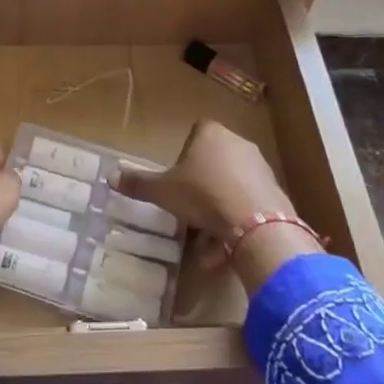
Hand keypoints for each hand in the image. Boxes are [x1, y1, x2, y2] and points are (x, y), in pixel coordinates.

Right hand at [116, 120, 290, 240]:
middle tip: (187, 212)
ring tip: (205, 243)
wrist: (257, 223)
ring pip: (230, 188)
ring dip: (216, 212)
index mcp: (211, 133)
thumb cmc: (203, 195)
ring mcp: (260, 167)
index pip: (195, 134)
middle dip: (200, 189)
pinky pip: (247, 205)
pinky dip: (235, 224)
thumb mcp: (163, 191)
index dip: (183, 158)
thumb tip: (109, 176)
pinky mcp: (275, 192)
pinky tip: (224, 250)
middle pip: (213, 163)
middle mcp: (238, 143)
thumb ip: (138, 183)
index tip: (177, 181)